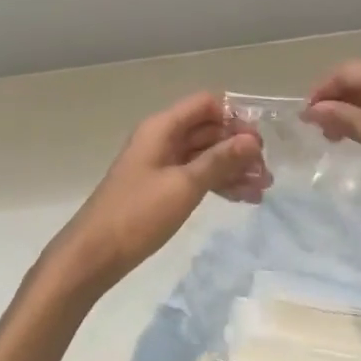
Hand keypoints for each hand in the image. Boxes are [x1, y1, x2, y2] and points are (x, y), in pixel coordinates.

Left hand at [50, 92, 268, 294]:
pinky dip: (219, 183)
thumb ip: (219, 160)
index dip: (234, 117)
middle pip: (208, 130)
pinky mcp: (162, 187)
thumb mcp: (184, 186)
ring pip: (205, 155)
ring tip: (262, 188)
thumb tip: (252, 140)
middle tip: (266, 171)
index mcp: (162, 127)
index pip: (206, 104)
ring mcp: (162, 164)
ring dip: (233, 168)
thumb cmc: (138, 214)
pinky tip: (244, 198)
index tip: (258, 142)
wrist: (94, 255)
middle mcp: (163, 138)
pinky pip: (197, 175)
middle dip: (238, 146)